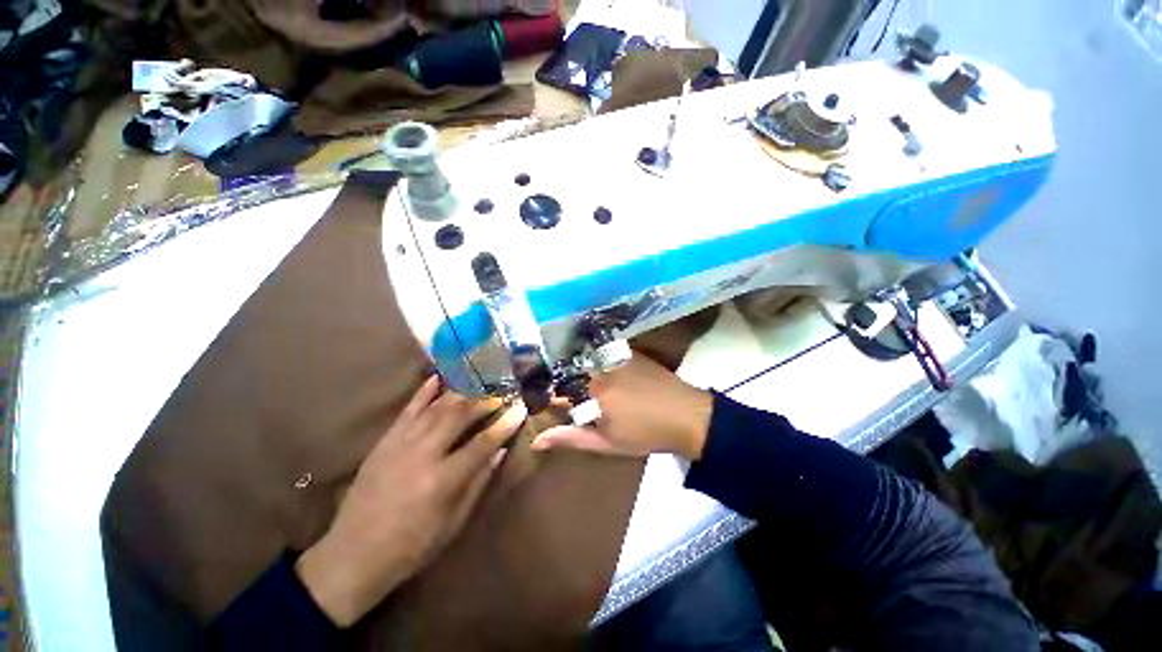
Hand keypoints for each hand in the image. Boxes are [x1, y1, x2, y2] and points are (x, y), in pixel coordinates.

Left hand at [296, 377, 525, 626]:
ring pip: (437, 408)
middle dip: (484, 401)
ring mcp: (400, 444)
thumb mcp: (453, 523)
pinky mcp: (385, 441)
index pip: (483, 443)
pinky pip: (408, 409)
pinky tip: (438, 378)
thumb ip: (478, 483)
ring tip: (480, 385)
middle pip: (460, 416)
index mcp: (443, 480)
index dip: (504, 424)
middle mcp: (423, 454)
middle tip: (501, 394)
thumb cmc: (412, 546)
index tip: (520, 409)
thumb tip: (499, 451)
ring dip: (462, 393)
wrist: (353, 555)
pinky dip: (424, 392)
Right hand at [532, 355, 712, 459]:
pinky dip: (599, 362)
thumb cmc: (645, 434)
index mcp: (594, 391)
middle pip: (573, 371)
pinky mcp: (631, 353)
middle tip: (577, 398)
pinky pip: (605, 353)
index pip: (560, 388)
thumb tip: (536, 441)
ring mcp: (618, 357)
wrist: (687, 416)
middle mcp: (602, 368)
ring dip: (583, 371)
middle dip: (569, 383)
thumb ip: (571, 438)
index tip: (554, 404)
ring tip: (592, 387)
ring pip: (588, 361)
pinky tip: (607, 373)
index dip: (554, 397)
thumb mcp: (607, 443)